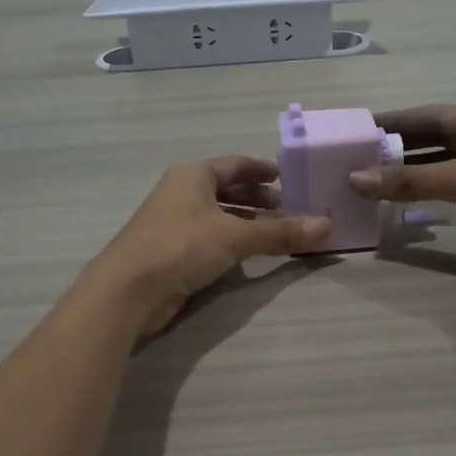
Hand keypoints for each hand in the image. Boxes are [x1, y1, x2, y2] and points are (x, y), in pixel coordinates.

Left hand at [84, 157, 330, 334]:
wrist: (127, 290)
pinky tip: (251, 256)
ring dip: (247, 224)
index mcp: (193, 176)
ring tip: (278, 233)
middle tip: (289, 209)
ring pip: (219, 217)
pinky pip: (211, 239)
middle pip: (227, 190)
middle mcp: (182, 193)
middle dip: (258, 200)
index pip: (234, 165)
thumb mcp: (235, 237)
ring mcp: (174, 224)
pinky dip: (233, 243)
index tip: (287, 178)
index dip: (261, 170)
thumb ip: (280, 232)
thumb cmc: (180, 246)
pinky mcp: (172, 252)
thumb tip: (327, 227)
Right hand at [349, 105, 455, 276]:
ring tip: (368, 177)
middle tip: (356, 155)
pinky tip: (401, 198)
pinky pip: (451, 188)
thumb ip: (413, 180)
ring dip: (409, 171)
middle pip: (434, 138)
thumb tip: (356, 179)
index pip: (431, 115)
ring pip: (441, 165)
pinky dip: (426, 191)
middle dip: (397, 146)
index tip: (358, 128)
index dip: (395, 120)